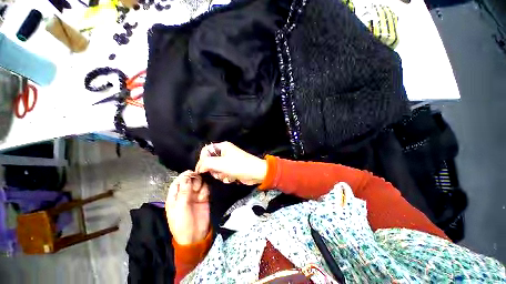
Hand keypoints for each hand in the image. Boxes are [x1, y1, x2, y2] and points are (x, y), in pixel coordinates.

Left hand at [166, 170, 209, 244]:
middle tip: (195, 186)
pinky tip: (204, 197)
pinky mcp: (204, 198)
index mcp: (174, 197)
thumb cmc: (182, 223)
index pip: (177, 182)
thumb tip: (187, 177)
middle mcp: (185, 194)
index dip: (183, 176)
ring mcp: (195, 196)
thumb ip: (184, 191)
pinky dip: (205, 190)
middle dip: (193, 180)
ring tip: (199, 193)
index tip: (190, 172)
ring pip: (198, 183)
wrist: (195, 235)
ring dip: (200, 185)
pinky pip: (205, 189)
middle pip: (189, 181)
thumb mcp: (180, 208)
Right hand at [195, 142, 266, 184]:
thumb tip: (199, 168)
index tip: (201, 170)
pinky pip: (223, 173)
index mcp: (222, 146)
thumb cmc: (238, 166)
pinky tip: (231, 178)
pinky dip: (225, 177)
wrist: (255, 173)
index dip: (202, 160)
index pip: (206, 150)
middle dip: (213, 169)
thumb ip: (206, 163)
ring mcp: (228, 161)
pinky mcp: (232, 169)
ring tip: (226, 175)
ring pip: (216, 169)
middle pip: (210, 161)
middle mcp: (225, 152)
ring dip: (220, 174)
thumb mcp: (220, 163)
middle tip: (218, 172)